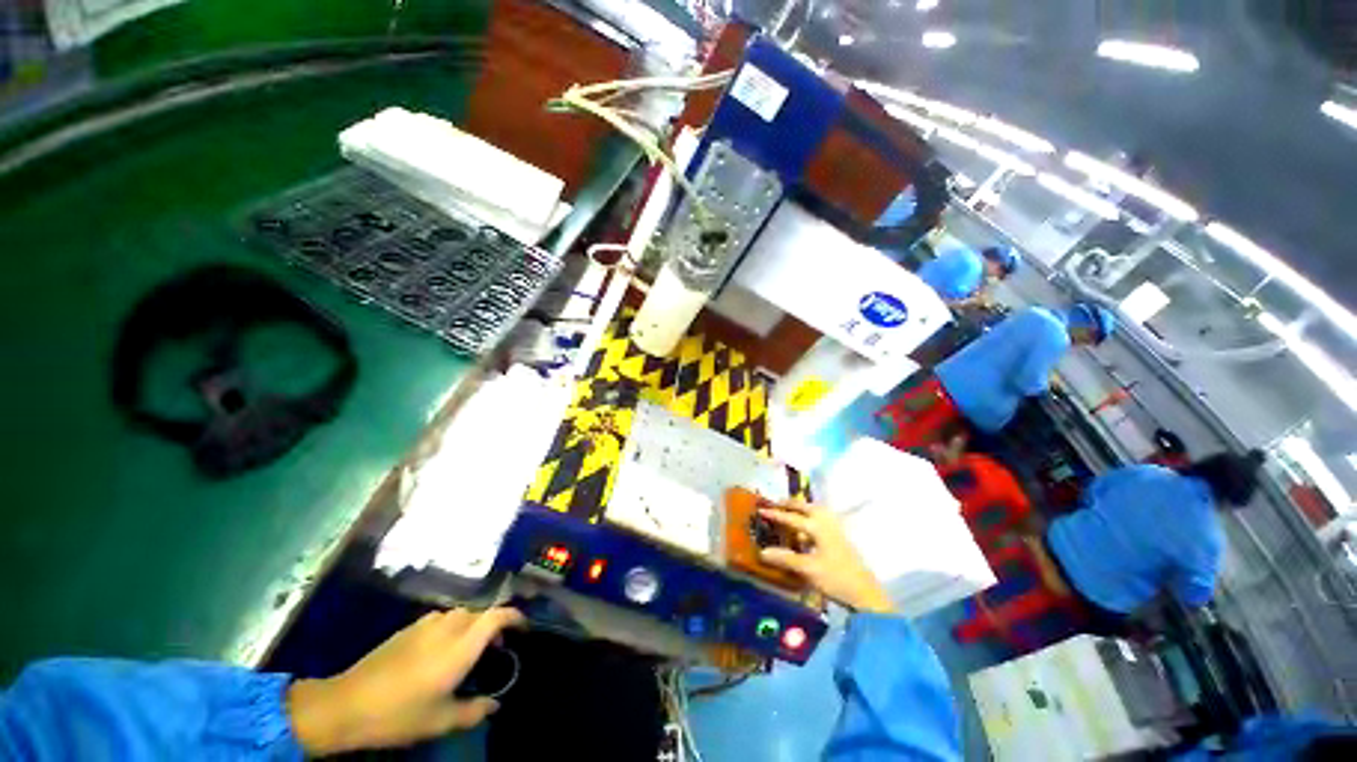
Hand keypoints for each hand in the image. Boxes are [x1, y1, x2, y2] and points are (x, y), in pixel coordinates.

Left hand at [287, 607, 524, 755]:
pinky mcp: (408, 628)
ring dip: (472, 626)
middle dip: (493, 626)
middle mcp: (448, 627)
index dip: (515, 617)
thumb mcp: (440, 721)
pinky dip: (451, 628)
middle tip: (494, 650)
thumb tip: (495, 705)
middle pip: (481, 613)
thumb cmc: (399, 713)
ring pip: (461, 615)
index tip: (524, 629)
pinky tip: (439, 650)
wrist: (346, 704)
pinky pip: (441, 619)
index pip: (498, 617)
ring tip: (468, 650)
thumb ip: (473, 710)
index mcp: (461, 646)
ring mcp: (426, 624)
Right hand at [758, 501, 894, 613]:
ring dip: (803, 509)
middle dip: (791, 504)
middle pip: (807, 507)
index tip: (761, 510)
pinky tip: (808, 529)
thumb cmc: (836, 579)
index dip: (776, 514)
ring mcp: (836, 530)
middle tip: (777, 504)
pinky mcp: (841, 538)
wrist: (866, 594)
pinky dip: (812, 518)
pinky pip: (823, 520)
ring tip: (792, 511)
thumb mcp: (808, 569)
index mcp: (818, 527)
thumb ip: (785, 558)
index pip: (792, 517)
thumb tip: (762, 552)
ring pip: (817, 511)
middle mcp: (827, 523)